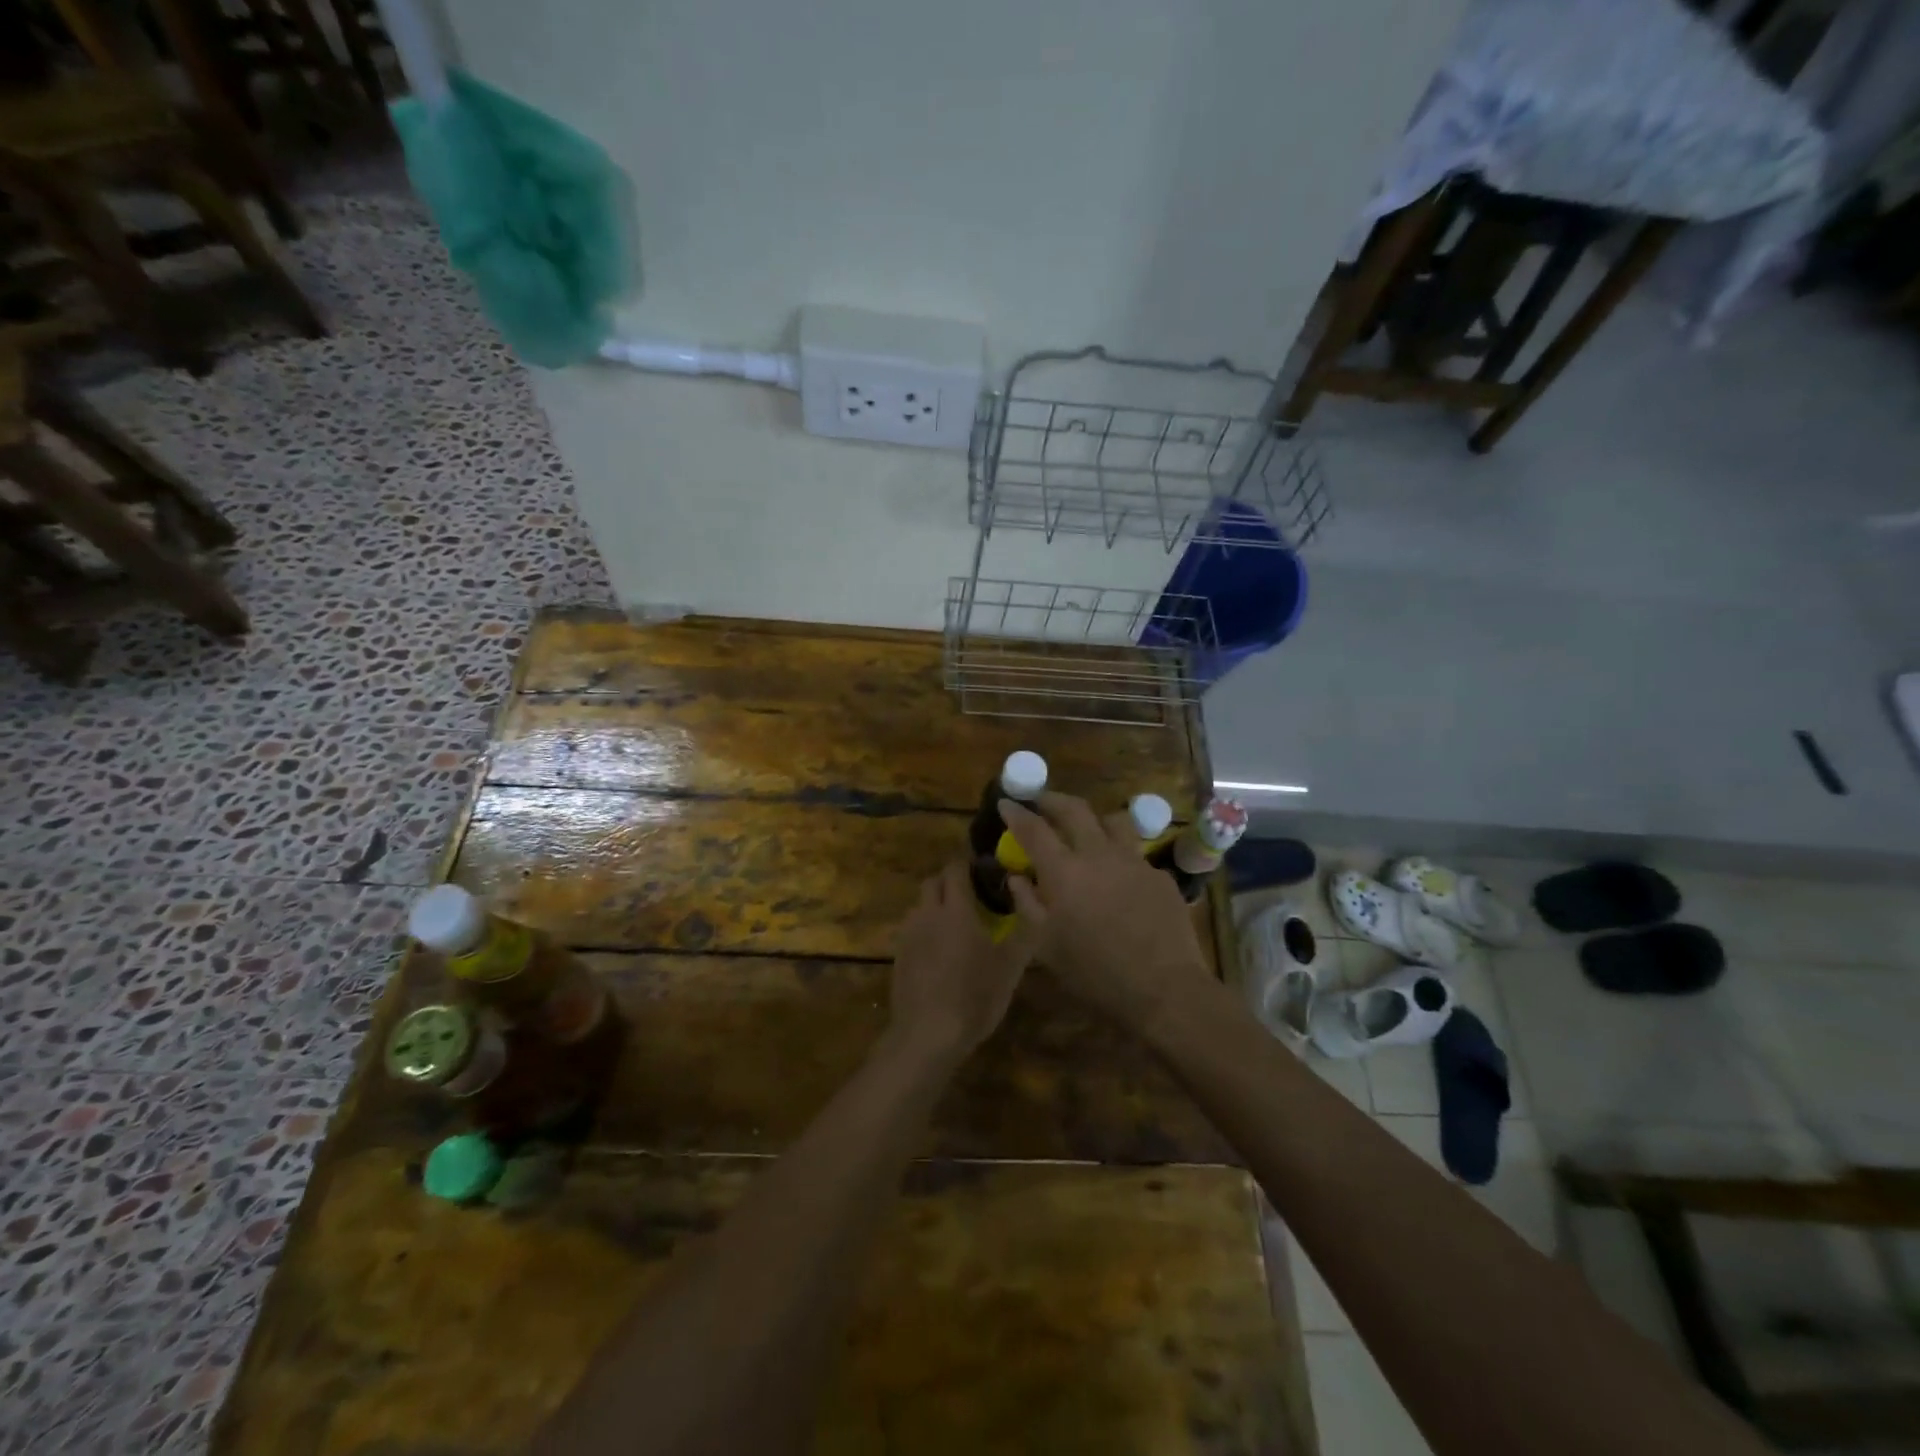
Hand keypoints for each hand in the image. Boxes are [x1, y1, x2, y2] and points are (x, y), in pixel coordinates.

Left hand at [887, 861, 1041, 1065]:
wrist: (927, 1034)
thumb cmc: (975, 996)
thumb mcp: (1010, 966)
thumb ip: (1024, 930)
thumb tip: (1031, 902)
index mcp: (956, 909)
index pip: (955, 869)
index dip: (967, 866)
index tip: (983, 873)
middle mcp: (928, 913)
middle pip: (933, 882)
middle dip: (949, 882)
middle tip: (970, 898)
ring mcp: (908, 934)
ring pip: (920, 905)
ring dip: (935, 906)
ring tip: (954, 926)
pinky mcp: (897, 955)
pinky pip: (911, 929)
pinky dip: (924, 930)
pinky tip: (938, 952)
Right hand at [1000, 792, 1213, 1032]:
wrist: (1164, 988)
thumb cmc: (1094, 973)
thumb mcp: (1047, 947)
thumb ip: (1028, 905)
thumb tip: (1017, 877)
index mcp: (1064, 871)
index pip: (1034, 829)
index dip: (1017, 813)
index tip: (1007, 803)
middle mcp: (1098, 854)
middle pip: (1074, 809)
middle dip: (1052, 799)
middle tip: (1040, 800)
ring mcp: (1133, 861)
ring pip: (1112, 821)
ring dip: (1093, 819)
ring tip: (1086, 829)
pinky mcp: (1159, 876)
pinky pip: (1134, 854)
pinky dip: (1119, 856)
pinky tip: (1119, 878)